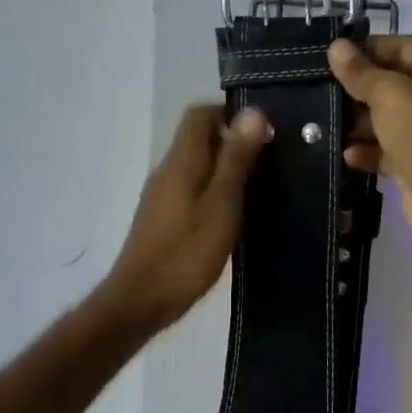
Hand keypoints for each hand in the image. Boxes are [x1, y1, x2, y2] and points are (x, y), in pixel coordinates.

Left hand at [97, 104, 268, 333]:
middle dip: (234, 143)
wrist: (141, 301)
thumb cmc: (186, 253)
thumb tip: (253, 112)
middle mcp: (167, 170)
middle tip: (270, 163)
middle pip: (199, 139)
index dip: (231, 115)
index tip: (264, 135)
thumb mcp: (221, 204)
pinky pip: (192, 189)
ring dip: (226, 170)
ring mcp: (162, 195)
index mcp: (181, 160)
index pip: (200, 114)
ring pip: (197, 166)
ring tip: (260, 189)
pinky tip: (235, 216)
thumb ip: (236, 159)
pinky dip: (215, 192)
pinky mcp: (163, 218)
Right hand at [326, 36, 411, 254]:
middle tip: (315, 90)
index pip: (398, 46)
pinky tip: (343, 154)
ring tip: (318, 123)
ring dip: (354, 123)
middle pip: (388, 84)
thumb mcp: (390, 95)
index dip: (364, 49)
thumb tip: (337, 47)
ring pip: (383, 119)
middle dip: (354, 88)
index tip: (327, 56)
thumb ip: (361, 73)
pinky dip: (365, 151)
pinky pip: (384, 151)